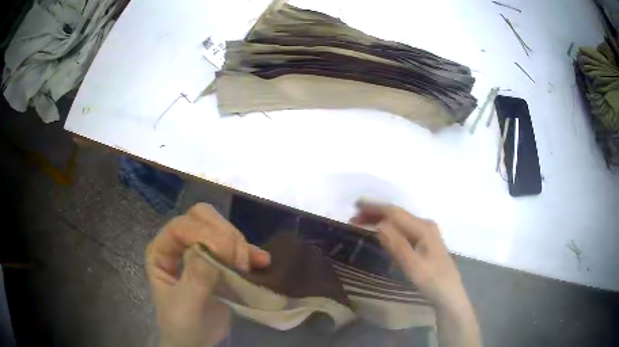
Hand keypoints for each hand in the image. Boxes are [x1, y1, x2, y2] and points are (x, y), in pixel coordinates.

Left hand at [146, 203, 270, 346]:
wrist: (196, 340)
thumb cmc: (181, 324)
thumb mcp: (184, 306)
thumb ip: (194, 279)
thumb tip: (208, 250)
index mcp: (162, 250)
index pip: (181, 226)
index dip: (204, 235)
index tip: (227, 257)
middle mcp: (179, 244)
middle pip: (201, 217)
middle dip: (223, 234)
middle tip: (238, 260)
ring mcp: (200, 250)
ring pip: (221, 227)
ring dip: (238, 242)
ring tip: (247, 266)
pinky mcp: (219, 260)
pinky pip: (236, 246)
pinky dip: (250, 250)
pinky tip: (262, 260)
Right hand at [351, 201, 479, 346]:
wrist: (449, 294)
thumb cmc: (432, 281)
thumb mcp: (413, 266)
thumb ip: (397, 244)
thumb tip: (379, 224)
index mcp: (423, 228)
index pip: (395, 212)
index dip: (375, 208)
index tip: (357, 205)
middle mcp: (425, 226)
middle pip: (397, 215)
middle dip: (376, 213)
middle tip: (354, 217)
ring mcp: (426, 234)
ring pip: (400, 222)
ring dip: (381, 221)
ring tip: (362, 223)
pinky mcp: (425, 242)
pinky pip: (403, 230)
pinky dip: (389, 229)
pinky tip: (381, 233)